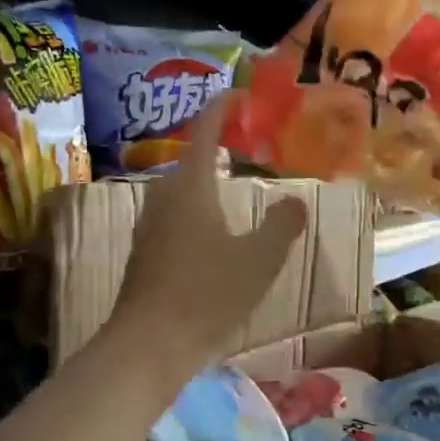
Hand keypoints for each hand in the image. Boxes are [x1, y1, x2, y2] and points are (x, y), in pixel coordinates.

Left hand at [110, 97, 308, 383]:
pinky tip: (212, 235)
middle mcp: (163, 198)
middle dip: (216, 147)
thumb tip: (295, 202)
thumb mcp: (258, 259)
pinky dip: (196, 212)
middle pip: (190, 161)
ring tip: (233, 188)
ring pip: (180, 192)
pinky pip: (174, 218)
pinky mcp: (144, 255)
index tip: (240, 96)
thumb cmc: (207, 294)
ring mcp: (148, 227)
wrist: (149, 344)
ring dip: (206, 183)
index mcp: (190, 187)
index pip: (205, 132)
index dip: (222, 109)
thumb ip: (281, 226)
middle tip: (246, 147)